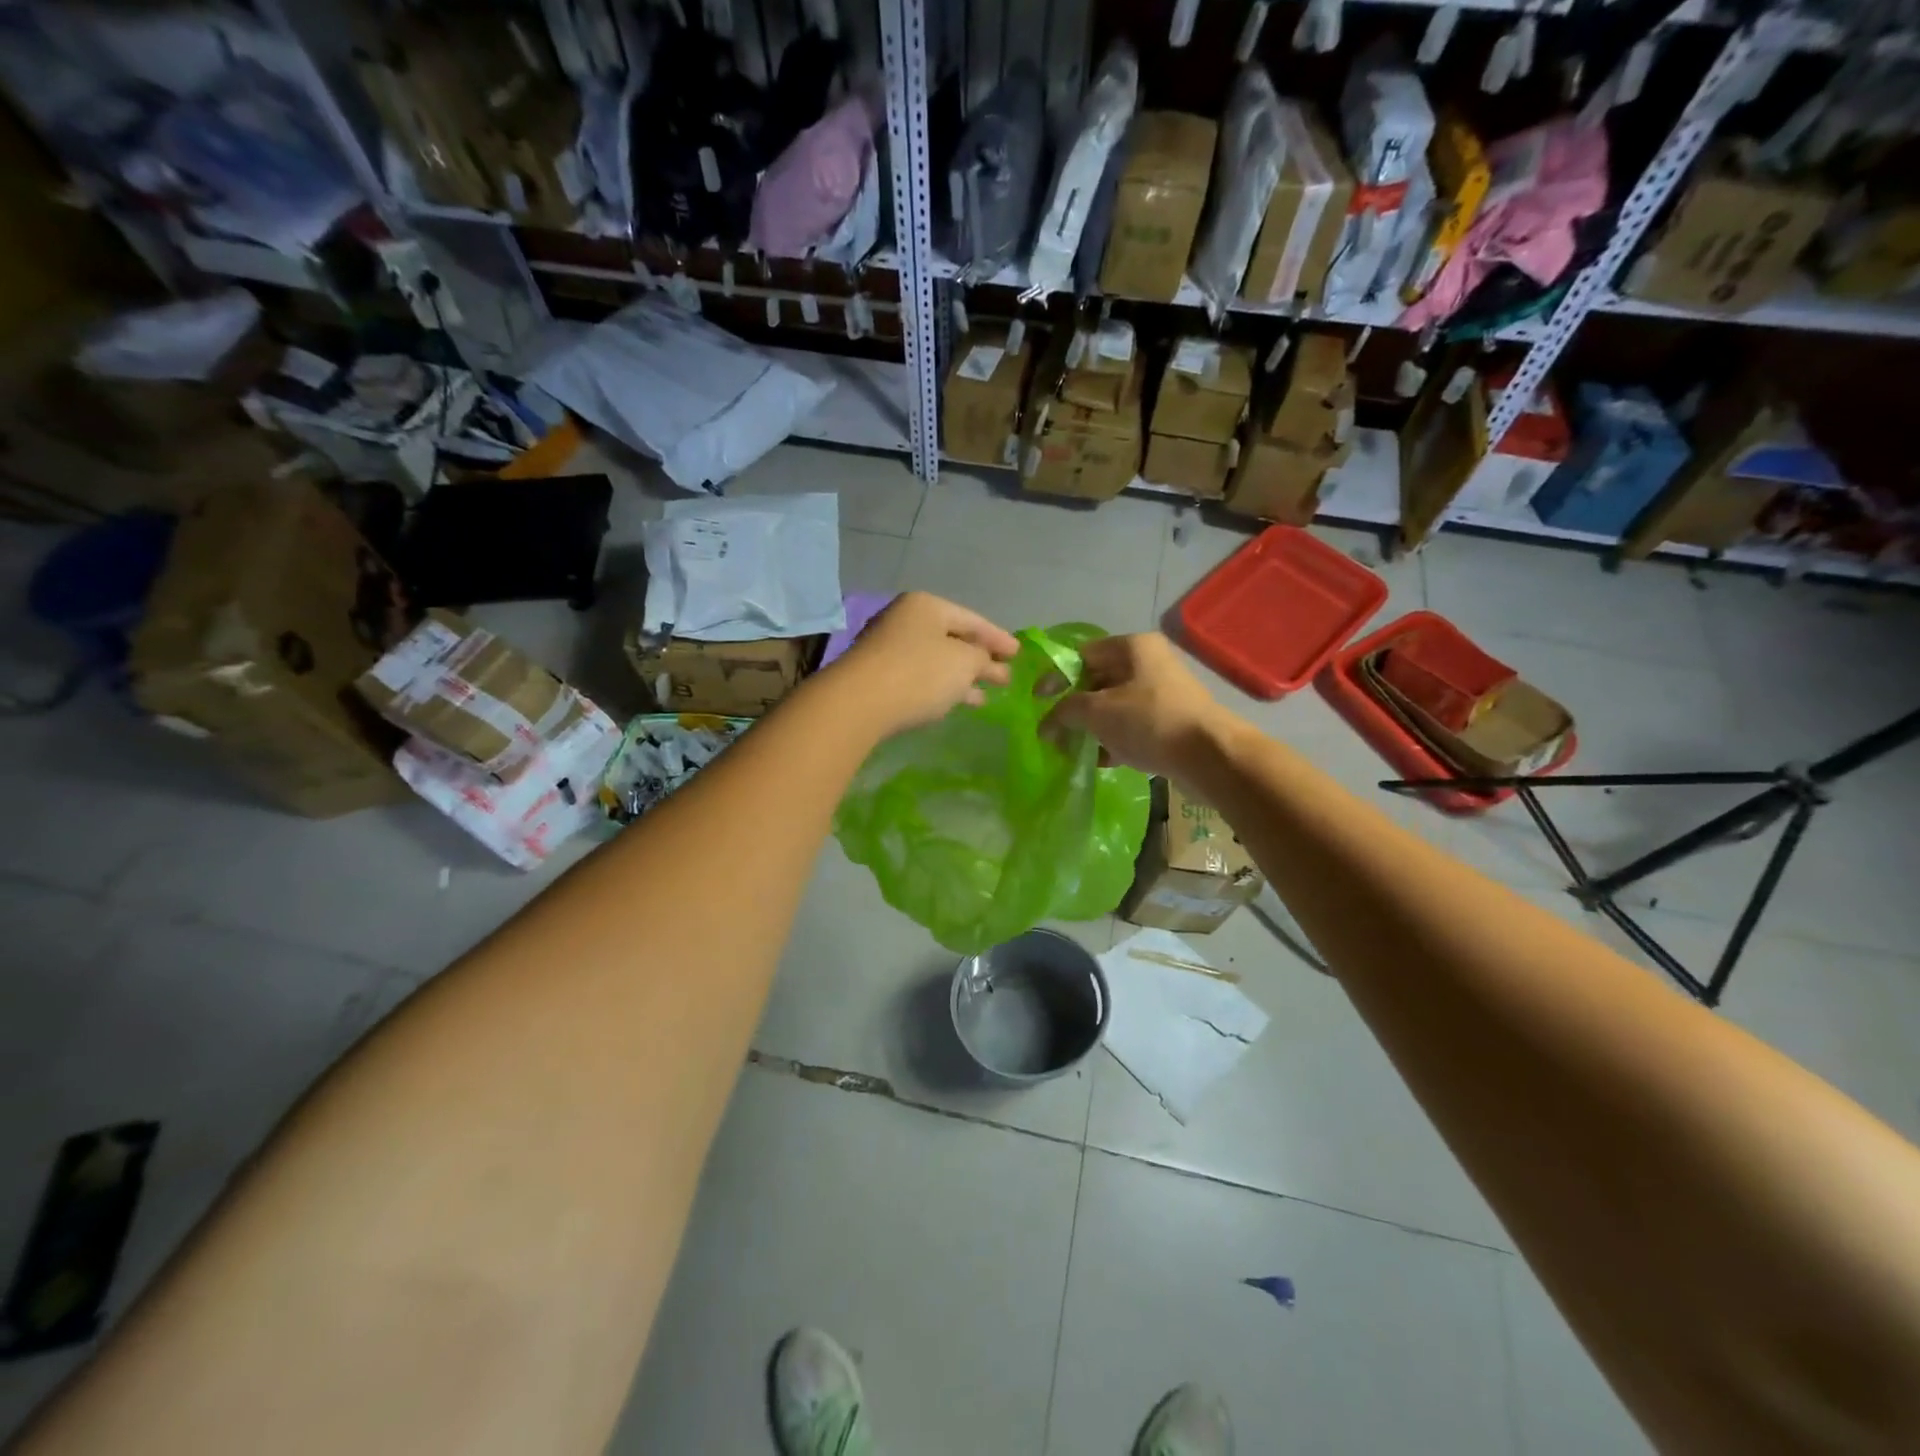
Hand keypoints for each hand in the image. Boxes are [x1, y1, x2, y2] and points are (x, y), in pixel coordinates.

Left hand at [826, 591, 1020, 736]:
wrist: (858, 703)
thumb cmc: (919, 673)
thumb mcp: (964, 663)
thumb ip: (983, 658)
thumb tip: (986, 660)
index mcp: (927, 606)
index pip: (972, 619)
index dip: (998, 637)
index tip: (1019, 654)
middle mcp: (905, 620)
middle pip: (953, 639)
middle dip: (980, 659)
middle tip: (1005, 676)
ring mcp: (889, 648)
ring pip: (937, 660)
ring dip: (962, 677)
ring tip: (985, 696)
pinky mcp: (879, 676)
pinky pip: (920, 677)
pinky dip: (942, 687)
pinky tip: (955, 702)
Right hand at [1044, 632, 1233, 779]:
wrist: (1209, 755)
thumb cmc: (1149, 721)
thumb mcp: (1097, 712)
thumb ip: (1064, 712)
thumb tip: (1046, 725)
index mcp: (1132, 647)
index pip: (1082, 655)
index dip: (1056, 677)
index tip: (1038, 702)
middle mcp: (1149, 663)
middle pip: (1097, 681)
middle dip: (1073, 708)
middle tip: (1054, 732)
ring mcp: (1162, 693)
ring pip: (1114, 706)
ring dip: (1091, 728)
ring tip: (1073, 751)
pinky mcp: (1170, 721)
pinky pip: (1132, 726)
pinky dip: (1113, 740)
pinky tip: (1101, 761)